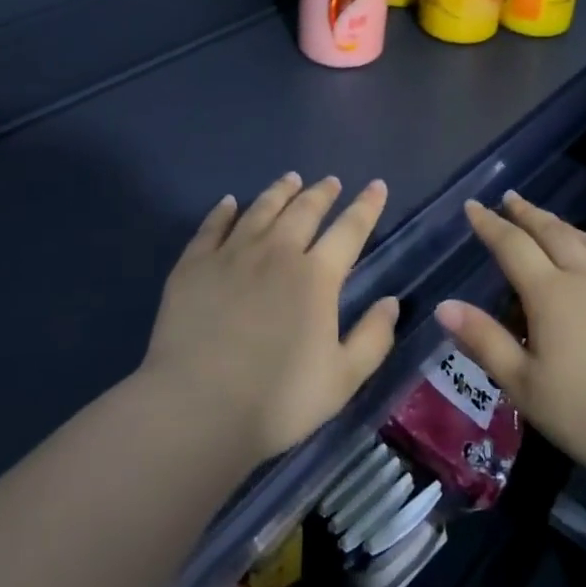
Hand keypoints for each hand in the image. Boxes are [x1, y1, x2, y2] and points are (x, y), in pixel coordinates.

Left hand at [140, 172, 400, 463]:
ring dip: (280, 191)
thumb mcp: (342, 379)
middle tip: (331, 181)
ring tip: (291, 179)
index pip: (350, 229)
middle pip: (304, 210)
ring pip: (261, 209)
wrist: (196, 408)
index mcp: (316, 276)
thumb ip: (373, 338)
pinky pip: (212, 226)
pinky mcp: (194, 265)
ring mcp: (231, 254)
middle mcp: (276, 252)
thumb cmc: (277, 400)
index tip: (377, 185)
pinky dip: (224, 210)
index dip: (367, 206)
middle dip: (322, 192)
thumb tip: (391, 301)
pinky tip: (229, 202)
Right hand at [436, 192, 585, 491]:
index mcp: (552, 293)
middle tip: (510, 199)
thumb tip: (445, 306)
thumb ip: (485, 342)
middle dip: (528, 214)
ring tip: (547, 219)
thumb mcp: (526, 386)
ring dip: (560, 225)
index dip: (490, 225)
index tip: (473, 206)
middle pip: (553, 233)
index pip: (513, 246)